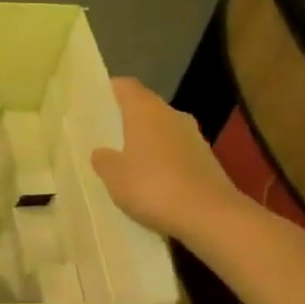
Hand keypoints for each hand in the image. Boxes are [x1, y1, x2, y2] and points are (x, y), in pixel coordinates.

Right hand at [90, 77, 242, 246]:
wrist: (211, 217)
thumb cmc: (153, 186)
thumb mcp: (114, 176)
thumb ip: (103, 159)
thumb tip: (102, 152)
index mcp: (146, 110)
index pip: (125, 86)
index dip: (109, 91)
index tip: (94, 104)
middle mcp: (172, 115)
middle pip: (145, 108)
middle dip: (126, 120)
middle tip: (104, 137)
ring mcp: (194, 138)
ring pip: (162, 131)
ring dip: (146, 142)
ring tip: (126, 163)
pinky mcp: (207, 161)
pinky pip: (177, 153)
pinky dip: (164, 162)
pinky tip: (152, 183)